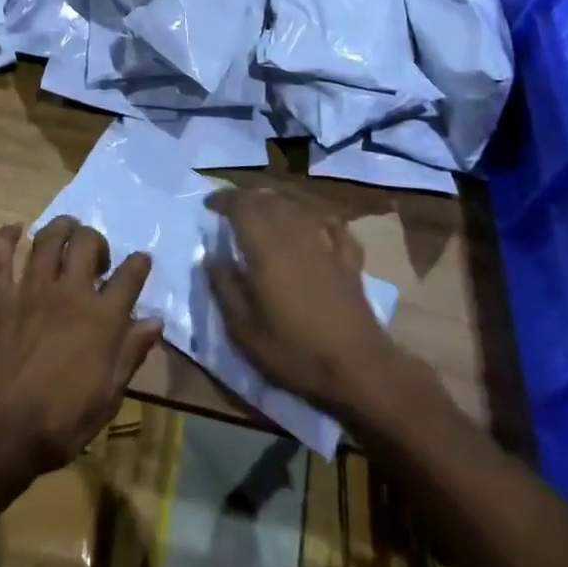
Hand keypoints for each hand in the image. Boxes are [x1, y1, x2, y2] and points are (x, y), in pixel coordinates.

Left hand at [0, 217, 162, 479]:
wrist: (0, 433)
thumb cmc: (61, 423)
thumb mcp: (108, 396)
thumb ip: (131, 353)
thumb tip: (155, 321)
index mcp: (102, 318)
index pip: (130, 275)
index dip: (139, 263)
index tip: (141, 261)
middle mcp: (70, 293)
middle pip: (88, 242)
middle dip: (97, 240)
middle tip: (96, 257)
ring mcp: (31, 290)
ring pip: (48, 239)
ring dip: (61, 228)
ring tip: (66, 231)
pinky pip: (0, 256)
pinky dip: (6, 237)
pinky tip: (15, 229)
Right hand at [205, 189, 408, 419]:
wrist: (358, 367)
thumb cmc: (294, 350)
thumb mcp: (244, 330)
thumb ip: (224, 287)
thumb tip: (210, 257)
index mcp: (265, 247)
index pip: (241, 205)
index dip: (223, 200)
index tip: (209, 206)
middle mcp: (294, 234)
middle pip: (268, 200)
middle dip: (247, 199)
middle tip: (232, 209)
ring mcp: (325, 243)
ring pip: (297, 206)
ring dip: (277, 203)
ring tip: (265, 212)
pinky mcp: (348, 258)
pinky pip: (331, 224)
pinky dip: (316, 218)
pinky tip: (314, 223)